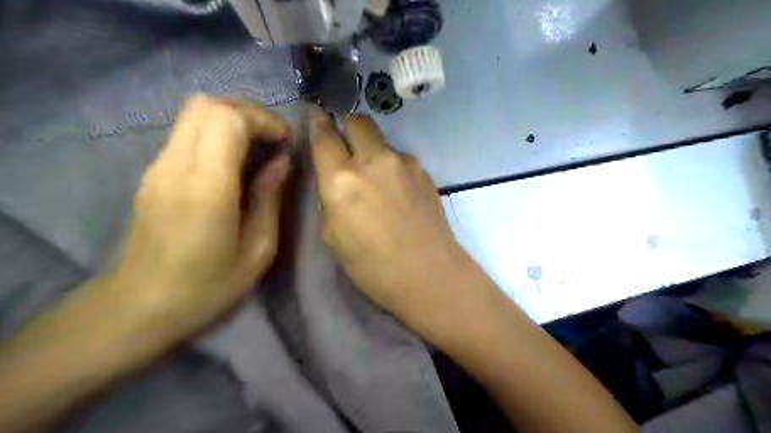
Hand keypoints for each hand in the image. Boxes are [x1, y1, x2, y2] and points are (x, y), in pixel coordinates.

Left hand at [114, 96, 291, 334]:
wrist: (141, 306)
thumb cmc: (209, 285)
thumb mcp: (258, 248)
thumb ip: (270, 197)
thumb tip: (281, 161)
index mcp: (206, 187)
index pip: (227, 119)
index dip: (262, 120)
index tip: (284, 141)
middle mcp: (176, 166)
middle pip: (207, 105)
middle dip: (248, 112)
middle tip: (272, 139)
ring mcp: (158, 167)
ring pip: (193, 113)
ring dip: (231, 119)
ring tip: (257, 147)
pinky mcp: (152, 173)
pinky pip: (186, 132)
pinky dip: (215, 132)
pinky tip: (232, 161)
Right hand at [310, 111, 472, 320]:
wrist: (429, 274)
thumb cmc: (373, 267)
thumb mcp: (333, 237)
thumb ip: (331, 199)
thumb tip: (337, 180)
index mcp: (342, 180)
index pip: (324, 136)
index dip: (317, 121)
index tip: (316, 113)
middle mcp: (373, 161)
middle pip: (357, 121)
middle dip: (347, 126)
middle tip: (346, 143)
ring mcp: (404, 163)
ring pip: (381, 142)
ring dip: (373, 151)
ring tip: (378, 181)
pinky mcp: (424, 171)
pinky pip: (400, 159)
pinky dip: (393, 168)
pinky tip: (399, 193)